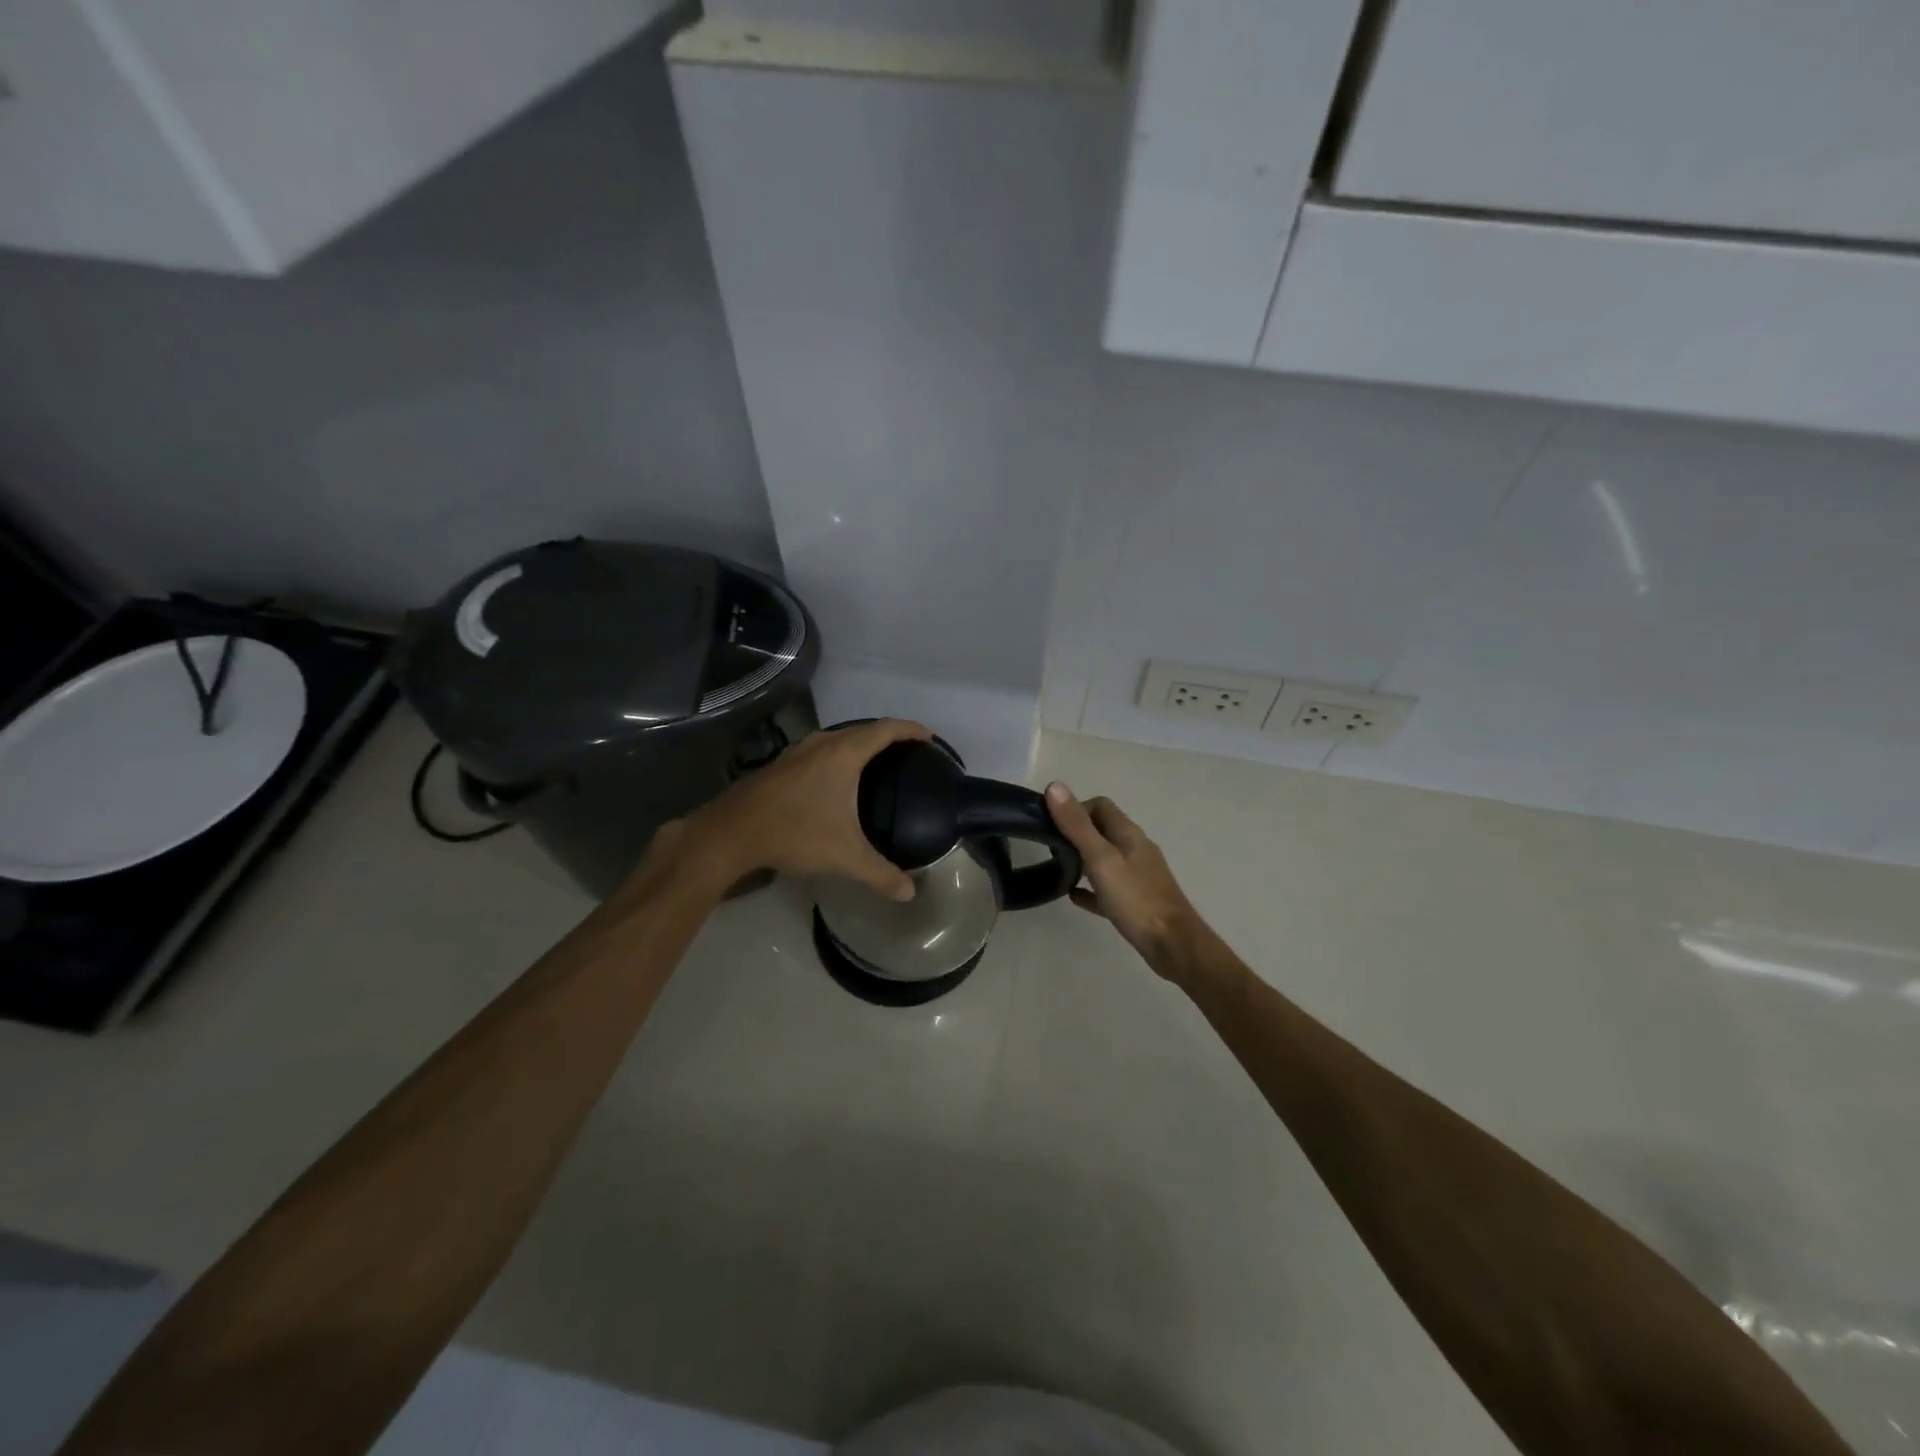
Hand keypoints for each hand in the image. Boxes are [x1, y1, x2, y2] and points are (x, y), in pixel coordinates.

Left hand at [674, 718, 931, 900]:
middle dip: (887, 736)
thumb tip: (910, 893)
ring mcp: (797, 751)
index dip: (910, 730)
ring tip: (876, 763)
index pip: (885, 729)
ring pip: (837, 739)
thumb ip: (880, 873)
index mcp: (843, 754)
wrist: (731, 833)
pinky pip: (820, 750)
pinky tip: (836, 780)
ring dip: (859, 744)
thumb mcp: (845, 856)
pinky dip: (838, 756)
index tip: (928, 737)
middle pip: (862, 730)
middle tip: (906, 752)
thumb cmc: (795, 833)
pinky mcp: (780, 764)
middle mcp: (821, 744)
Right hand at [1045, 785, 1205, 977]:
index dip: (1075, 809)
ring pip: (1105, 858)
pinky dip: (1090, 887)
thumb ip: (1077, 826)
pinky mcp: (1136, 901)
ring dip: (1082, 859)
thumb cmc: (1136, 899)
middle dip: (1075, 833)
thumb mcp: (1101, 859)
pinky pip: (1107, 887)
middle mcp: (1135, 849)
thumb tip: (1055, 786)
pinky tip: (1074, 896)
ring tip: (1057, 869)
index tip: (1052, 825)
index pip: (1100, 806)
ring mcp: (1137, 875)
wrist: (1173, 945)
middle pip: (1102, 830)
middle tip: (1050, 847)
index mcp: (1128, 834)